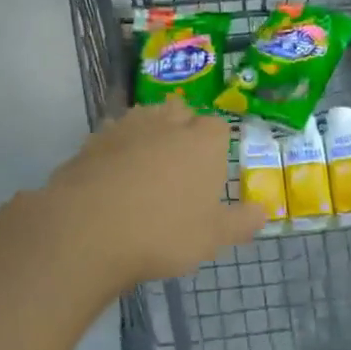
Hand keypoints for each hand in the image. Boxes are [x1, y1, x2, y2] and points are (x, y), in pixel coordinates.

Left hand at [44, 102, 266, 291]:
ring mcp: (127, 128)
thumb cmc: (163, 232)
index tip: (211, 170)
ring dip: (150, 133)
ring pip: (145, 117)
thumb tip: (263, 211)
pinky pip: (113, 135)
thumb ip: (241, 222)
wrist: (87, 230)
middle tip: (181, 165)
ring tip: (147, 165)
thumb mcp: (212, 237)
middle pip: (181, 112)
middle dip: (183, 129)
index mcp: (203, 141)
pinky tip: (113, 175)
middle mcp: (167, 124)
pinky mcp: (92, 141)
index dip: (216, 145)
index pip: (218, 127)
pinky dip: (117, 148)